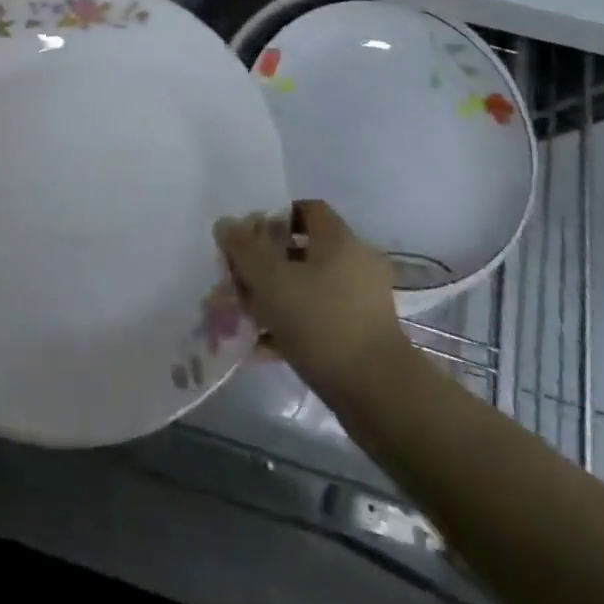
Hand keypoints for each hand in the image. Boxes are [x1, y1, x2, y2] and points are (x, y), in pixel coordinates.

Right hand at [215, 200, 411, 392]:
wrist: (378, 394)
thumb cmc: (322, 323)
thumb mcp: (271, 281)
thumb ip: (243, 249)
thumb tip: (225, 224)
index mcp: (338, 239)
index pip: (304, 209)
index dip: (272, 218)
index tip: (246, 239)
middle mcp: (353, 263)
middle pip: (299, 251)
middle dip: (264, 266)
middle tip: (236, 283)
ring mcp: (359, 302)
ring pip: (305, 289)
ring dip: (272, 300)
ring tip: (242, 318)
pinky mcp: (358, 337)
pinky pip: (315, 320)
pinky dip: (288, 328)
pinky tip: (259, 347)